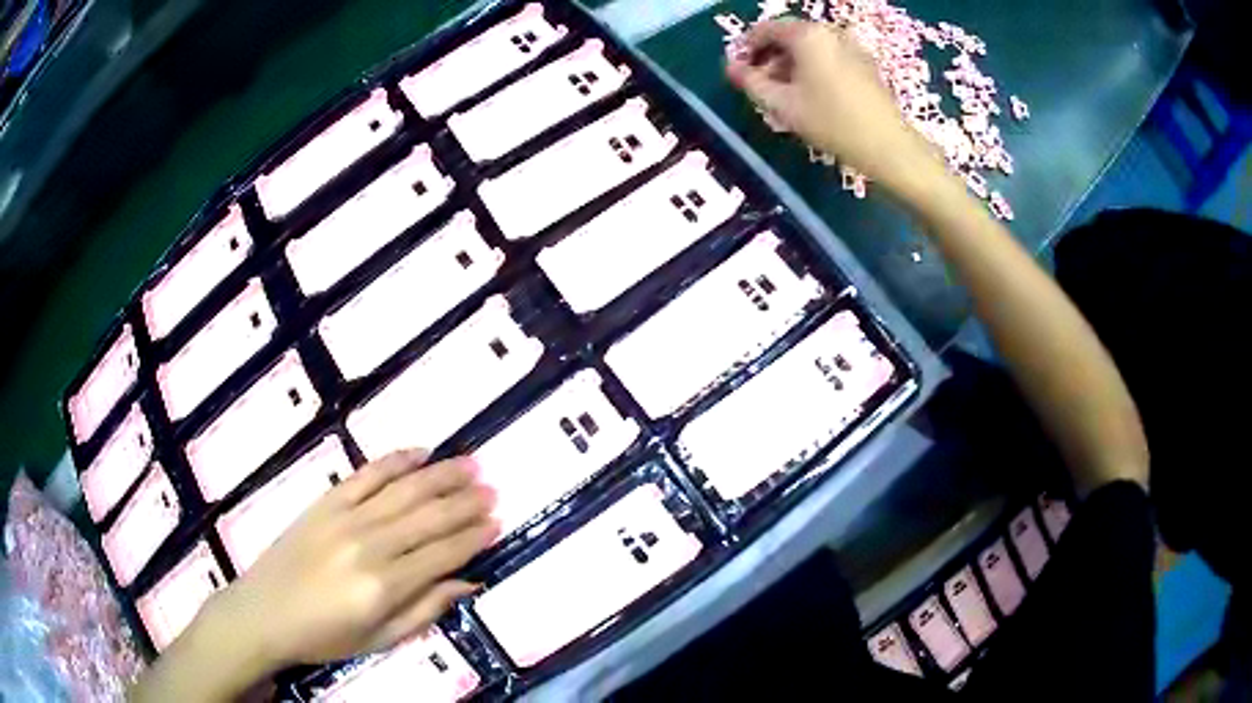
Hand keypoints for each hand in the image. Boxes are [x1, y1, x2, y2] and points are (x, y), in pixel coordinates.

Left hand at [214, 450, 497, 668]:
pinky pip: (366, 474)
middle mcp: (369, 545)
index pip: (442, 553)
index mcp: (384, 586)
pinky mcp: (326, 502)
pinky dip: (395, 460)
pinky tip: (419, 451)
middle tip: (493, 489)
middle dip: (466, 502)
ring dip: (441, 475)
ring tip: (471, 464)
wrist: (264, 612)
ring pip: (403, 489)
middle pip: (428, 516)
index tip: (498, 521)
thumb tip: (469, 583)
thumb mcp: (380, 639)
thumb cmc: (325, 636)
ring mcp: (345, 517)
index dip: (473, 537)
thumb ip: (425, 609)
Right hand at [725, 19, 939, 189]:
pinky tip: (813, 95)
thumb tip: (730, 68)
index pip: (765, 30)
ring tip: (786, 94)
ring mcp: (851, 46)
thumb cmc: (831, 122)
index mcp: (807, 35)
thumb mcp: (782, 104)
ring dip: (792, 64)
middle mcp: (829, 32)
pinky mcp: (866, 63)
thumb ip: (751, 82)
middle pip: (789, 36)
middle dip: (770, 57)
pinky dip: (814, 68)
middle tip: (762, 86)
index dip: (747, 49)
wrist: (887, 145)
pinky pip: (830, 56)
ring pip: (811, 47)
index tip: (741, 73)